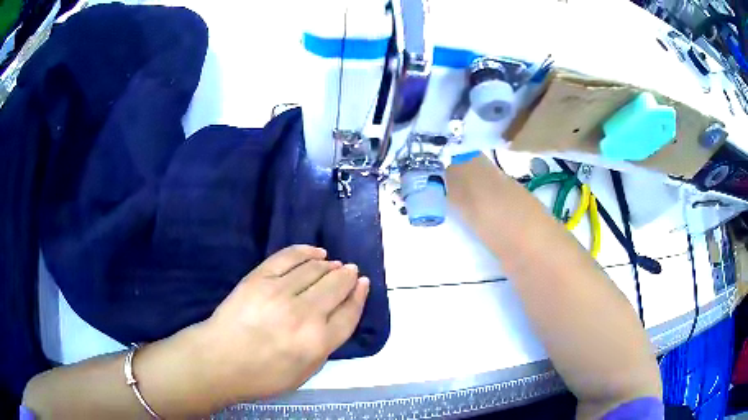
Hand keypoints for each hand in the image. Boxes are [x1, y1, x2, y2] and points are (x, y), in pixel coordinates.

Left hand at [195, 245, 369, 403]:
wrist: (220, 360)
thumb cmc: (263, 375)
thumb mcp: (305, 372)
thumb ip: (325, 346)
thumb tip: (337, 316)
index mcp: (318, 343)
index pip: (349, 313)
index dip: (359, 296)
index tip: (362, 284)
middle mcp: (304, 315)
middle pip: (336, 286)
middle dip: (347, 276)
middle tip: (350, 271)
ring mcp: (280, 293)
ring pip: (315, 269)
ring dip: (330, 265)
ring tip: (333, 263)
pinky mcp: (260, 278)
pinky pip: (289, 257)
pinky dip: (306, 251)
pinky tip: (316, 252)